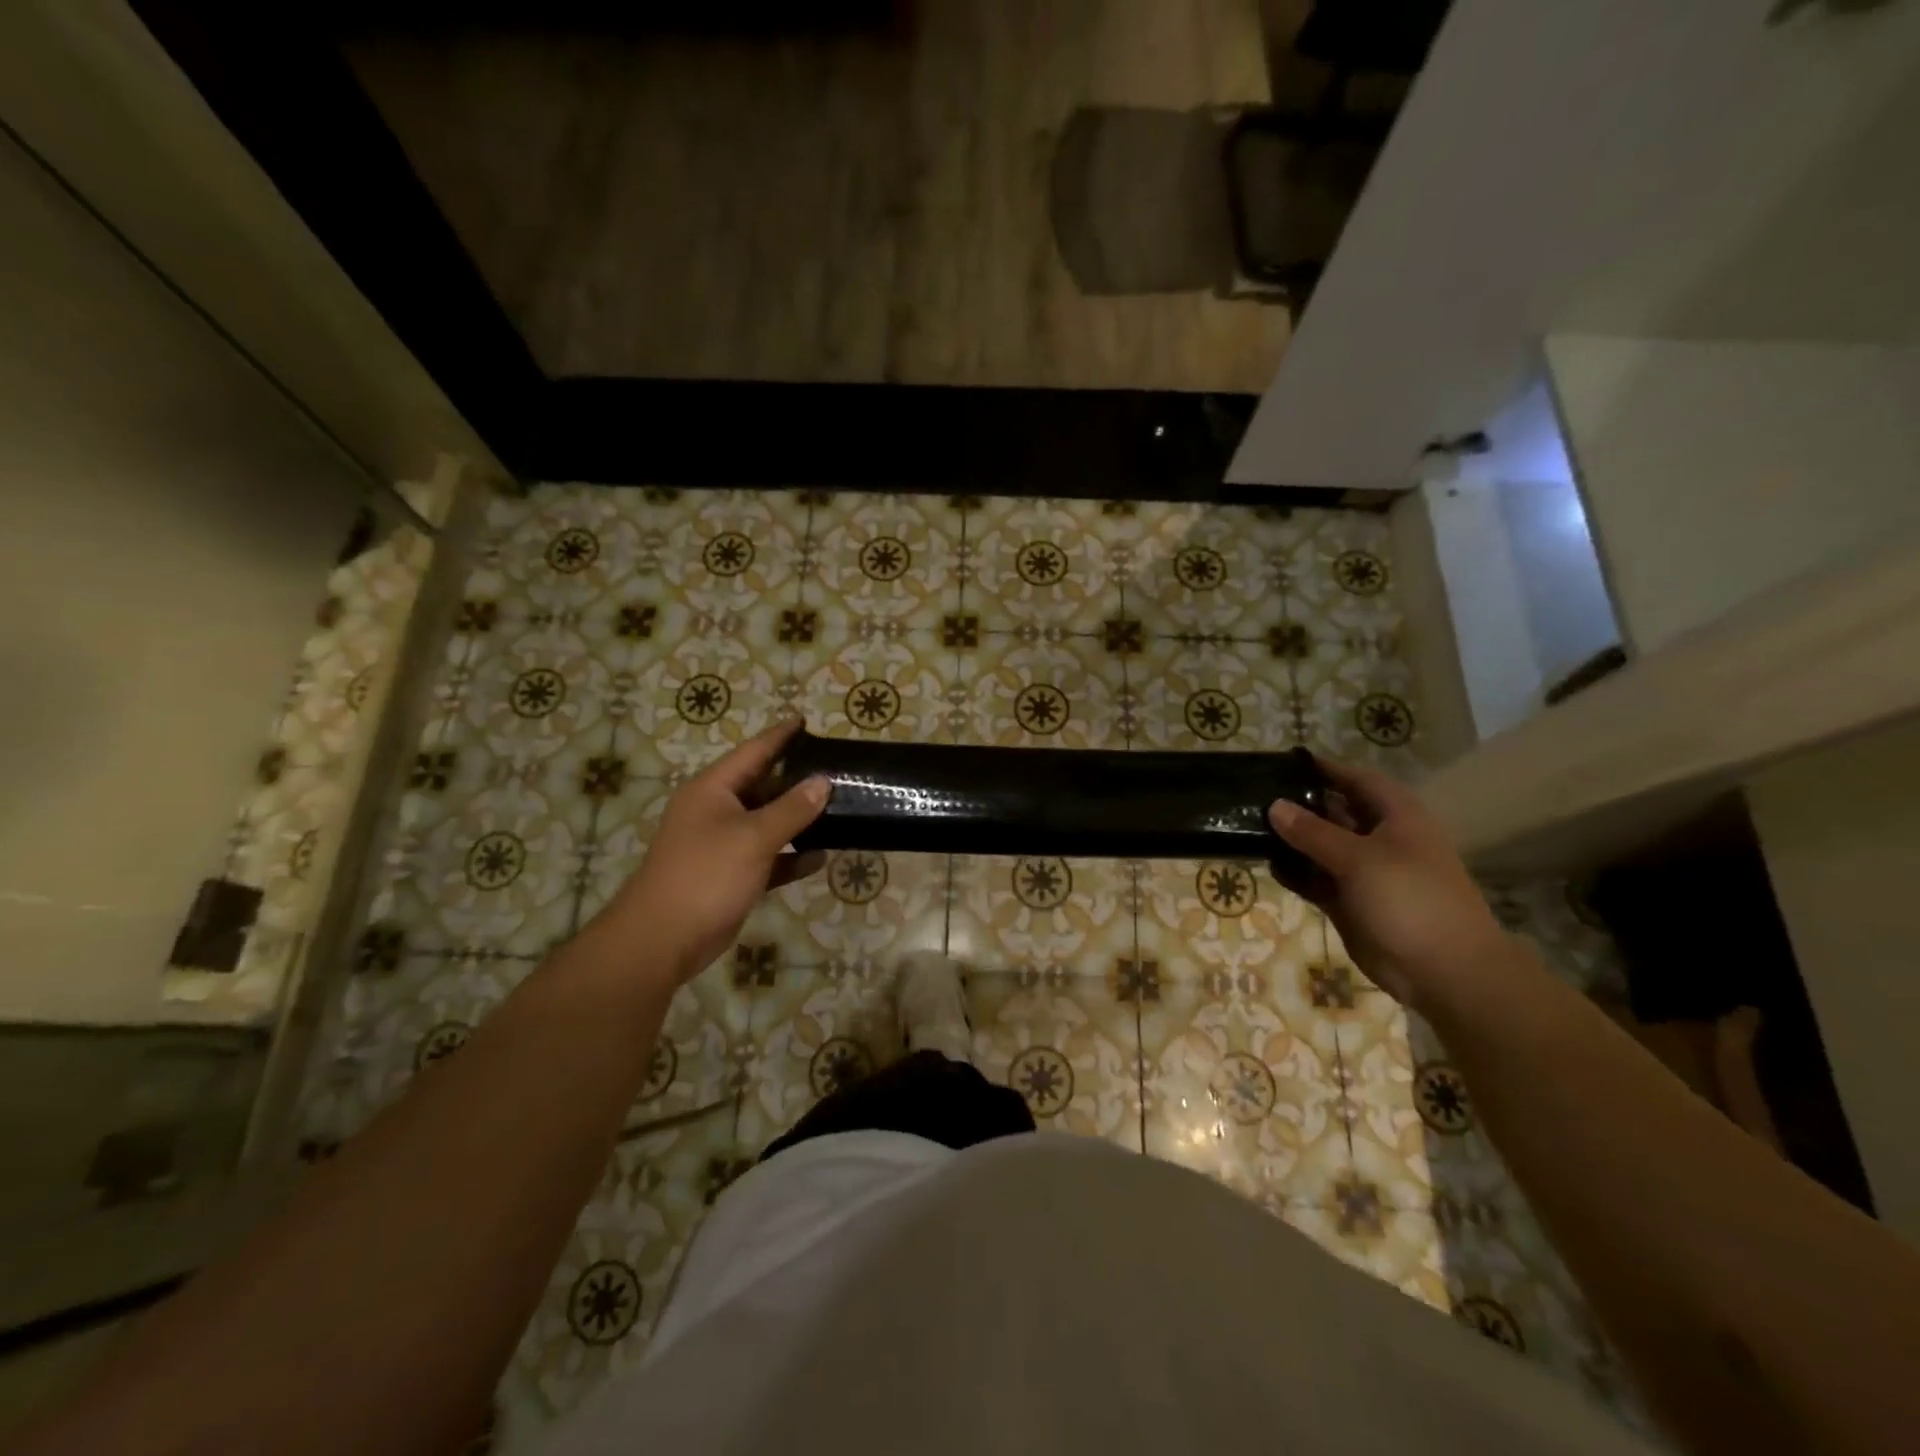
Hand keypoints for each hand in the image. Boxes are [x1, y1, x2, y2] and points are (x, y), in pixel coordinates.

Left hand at [593, 718, 830, 985]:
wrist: (663, 939)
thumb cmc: (706, 874)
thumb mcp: (753, 837)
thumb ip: (791, 809)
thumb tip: (822, 782)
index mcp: (713, 790)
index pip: (753, 752)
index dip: (780, 736)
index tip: (806, 721)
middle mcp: (716, 811)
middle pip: (762, 786)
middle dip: (797, 780)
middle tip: (836, 770)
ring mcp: (722, 844)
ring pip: (767, 823)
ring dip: (798, 819)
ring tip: (838, 809)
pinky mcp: (731, 875)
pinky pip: (768, 858)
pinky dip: (791, 857)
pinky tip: (820, 858)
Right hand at [1268, 756, 1507, 1009]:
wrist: (1444, 972)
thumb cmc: (1410, 900)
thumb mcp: (1359, 858)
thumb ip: (1313, 832)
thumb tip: (1274, 805)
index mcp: (1397, 817)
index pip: (1357, 779)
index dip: (1325, 769)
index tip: (1284, 763)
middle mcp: (1381, 838)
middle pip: (1336, 811)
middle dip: (1301, 804)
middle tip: (1255, 796)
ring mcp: (1366, 872)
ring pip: (1323, 847)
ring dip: (1294, 840)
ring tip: (1251, 827)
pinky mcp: (1351, 902)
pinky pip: (1318, 879)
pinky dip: (1297, 873)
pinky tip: (1268, 865)